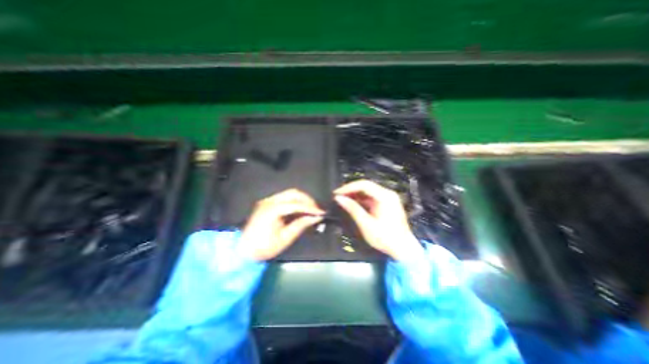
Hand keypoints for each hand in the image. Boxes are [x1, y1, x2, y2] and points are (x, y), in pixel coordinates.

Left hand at [239, 189, 322, 259]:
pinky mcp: (267, 203)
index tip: (321, 212)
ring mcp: (267, 201)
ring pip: (289, 193)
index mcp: (272, 210)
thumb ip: (301, 224)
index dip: (310, 207)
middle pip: (293, 193)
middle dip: (307, 199)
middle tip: (316, 209)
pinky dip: (295, 201)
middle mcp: (269, 201)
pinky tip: (300, 209)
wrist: (243, 251)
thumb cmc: (264, 247)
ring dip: (301, 199)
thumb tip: (316, 217)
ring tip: (310, 209)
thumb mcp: (285, 238)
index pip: (296, 204)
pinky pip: (284, 198)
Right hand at [332, 179, 423, 261]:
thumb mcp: (366, 224)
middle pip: (366, 186)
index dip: (348, 187)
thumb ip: (353, 209)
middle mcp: (387, 194)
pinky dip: (361, 200)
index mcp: (385, 197)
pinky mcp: (386, 204)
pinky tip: (353, 204)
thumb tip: (339, 198)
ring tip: (343, 200)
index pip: (363, 185)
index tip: (337, 193)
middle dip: (351, 190)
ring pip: (367, 191)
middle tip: (338, 196)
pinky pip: (371, 197)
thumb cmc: (385, 238)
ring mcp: (388, 198)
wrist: (403, 249)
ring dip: (355, 195)